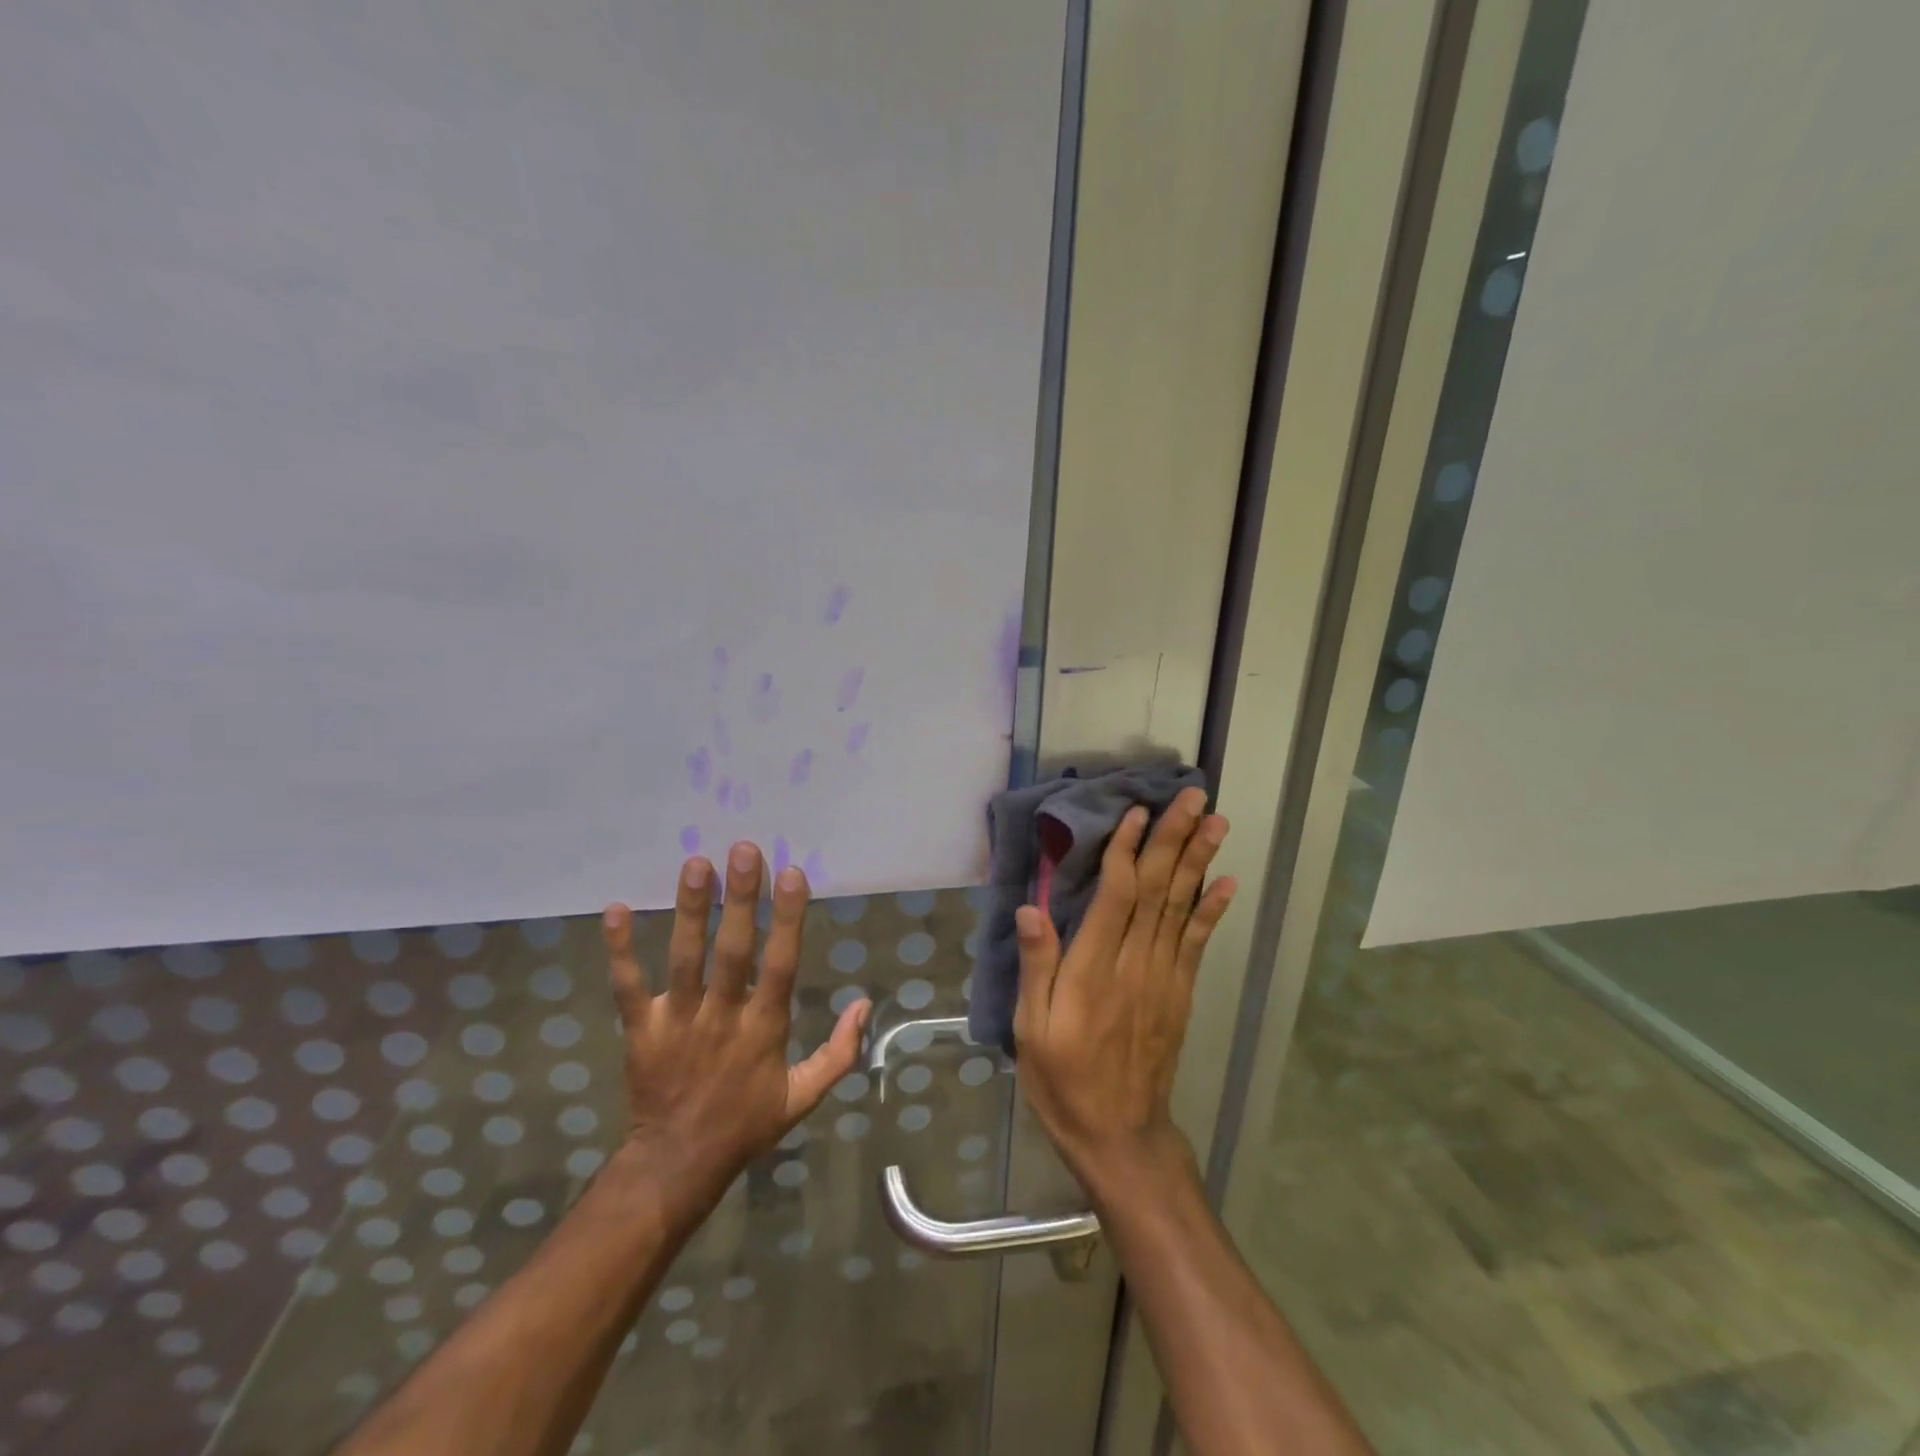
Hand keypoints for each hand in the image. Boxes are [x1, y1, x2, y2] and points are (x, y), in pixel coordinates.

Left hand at [601, 843, 869, 1218]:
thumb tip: (865, 1004)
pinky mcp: (640, 1031)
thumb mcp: (803, 1097)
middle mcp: (722, 1018)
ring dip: (690, 911)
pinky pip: (627, 986)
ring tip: (695, 863)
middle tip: (743, 850)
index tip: (792, 874)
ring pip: (685, 959)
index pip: (781, 965)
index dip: (787, 919)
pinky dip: (621, 950)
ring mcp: (678, 1022)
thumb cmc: (746, 1124)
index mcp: (764, 1029)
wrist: (676, 1165)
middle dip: (740, 899)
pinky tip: (615, 909)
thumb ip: (839, 1052)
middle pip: (733, 951)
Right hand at [1012, 788, 1235, 1190]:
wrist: (1120, 1135)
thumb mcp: (1032, 1029)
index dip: (1127, 850)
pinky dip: (1214, 909)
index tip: (1137, 812)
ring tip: (1216, 821)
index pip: (1116, 896)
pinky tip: (1227, 881)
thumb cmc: (1064, 1080)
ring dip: (1200, 861)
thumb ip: (1036, 966)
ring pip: (1182, 907)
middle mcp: (1135, 964)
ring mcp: (1164, 978)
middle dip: (1175, 839)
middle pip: (1157, 890)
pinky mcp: (1180, 993)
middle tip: (1195, 797)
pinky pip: (1198, 942)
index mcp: (1094, 970)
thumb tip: (1032, 909)